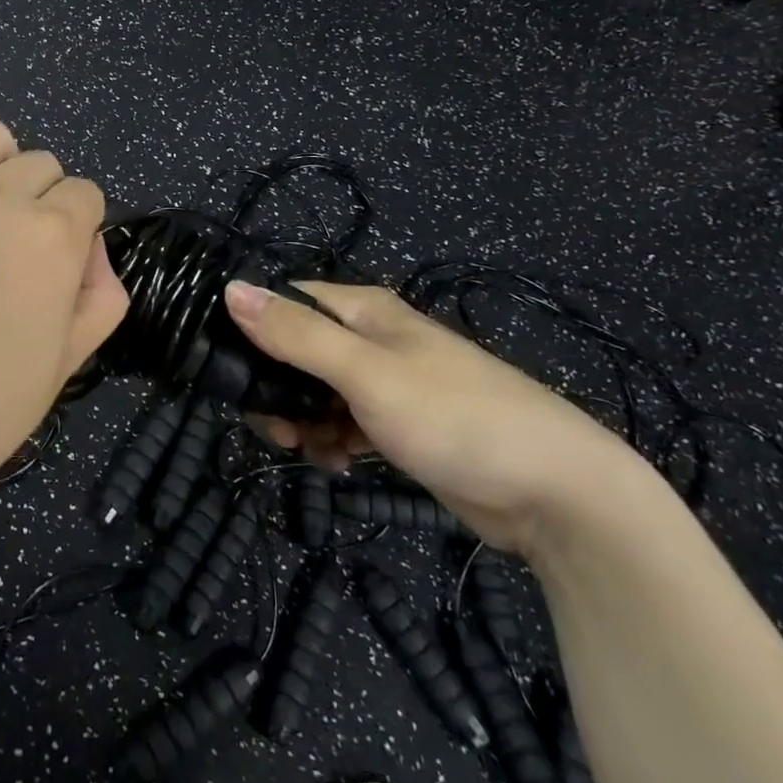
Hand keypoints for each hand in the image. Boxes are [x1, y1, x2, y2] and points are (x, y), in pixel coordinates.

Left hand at [0, 121, 127, 584]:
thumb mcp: (68, 363)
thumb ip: (102, 295)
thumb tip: (91, 250)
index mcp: (52, 234)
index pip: (87, 194)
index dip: (83, 228)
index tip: (63, 266)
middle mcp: (0, 196)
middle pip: (43, 163)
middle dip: (46, 199)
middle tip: (23, 252)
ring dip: (2, 167)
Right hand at [224, 280, 631, 554]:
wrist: (556, 492)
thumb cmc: (453, 417)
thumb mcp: (366, 373)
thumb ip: (297, 334)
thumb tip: (231, 289)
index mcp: (365, 310)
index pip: (289, 300)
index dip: (254, 325)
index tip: (227, 366)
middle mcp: (374, 337)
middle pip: (300, 349)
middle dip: (277, 384)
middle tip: (271, 425)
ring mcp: (391, 383)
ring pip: (321, 390)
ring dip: (303, 417)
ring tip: (302, 449)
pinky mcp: (404, 425)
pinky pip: (349, 423)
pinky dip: (334, 439)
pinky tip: (337, 464)